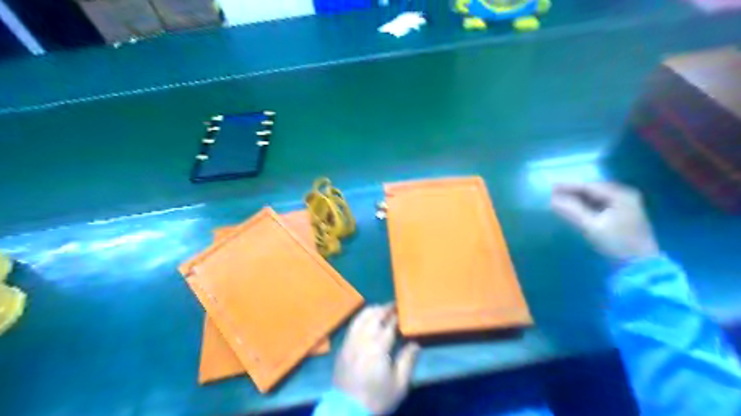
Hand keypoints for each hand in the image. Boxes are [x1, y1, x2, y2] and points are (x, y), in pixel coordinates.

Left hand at [334, 304, 418, 413]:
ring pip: (361, 318)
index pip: (389, 325)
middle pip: (374, 316)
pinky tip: (365, 319)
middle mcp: (363, 339)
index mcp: (378, 347)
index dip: (397, 316)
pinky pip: (352, 325)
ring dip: (372, 311)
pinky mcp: (343, 347)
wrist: (347, 410)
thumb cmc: (377, 398)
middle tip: (393, 305)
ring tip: (380, 308)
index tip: (403, 311)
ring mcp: (350, 341)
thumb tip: (415, 343)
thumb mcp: (399, 385)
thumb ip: (408, 361)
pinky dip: (361, 318)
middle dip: (385, 309)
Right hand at [549, 183, 659, 261]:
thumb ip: (572, 210)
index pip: (589, 186)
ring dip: (577, 199)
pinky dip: (585, 205)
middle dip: (572, 191)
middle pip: (593, 190)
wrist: (640, 265)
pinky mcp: (622, 215)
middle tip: (552, 193)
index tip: (550, 188)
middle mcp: (625, 195)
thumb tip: (552, 199)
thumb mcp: (592, 226)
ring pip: (595, 197)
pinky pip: (599, 204)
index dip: (568, 186)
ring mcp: (625, 205)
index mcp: (620, 195)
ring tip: (559, 200)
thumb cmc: (617, 243)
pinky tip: (573, 208)